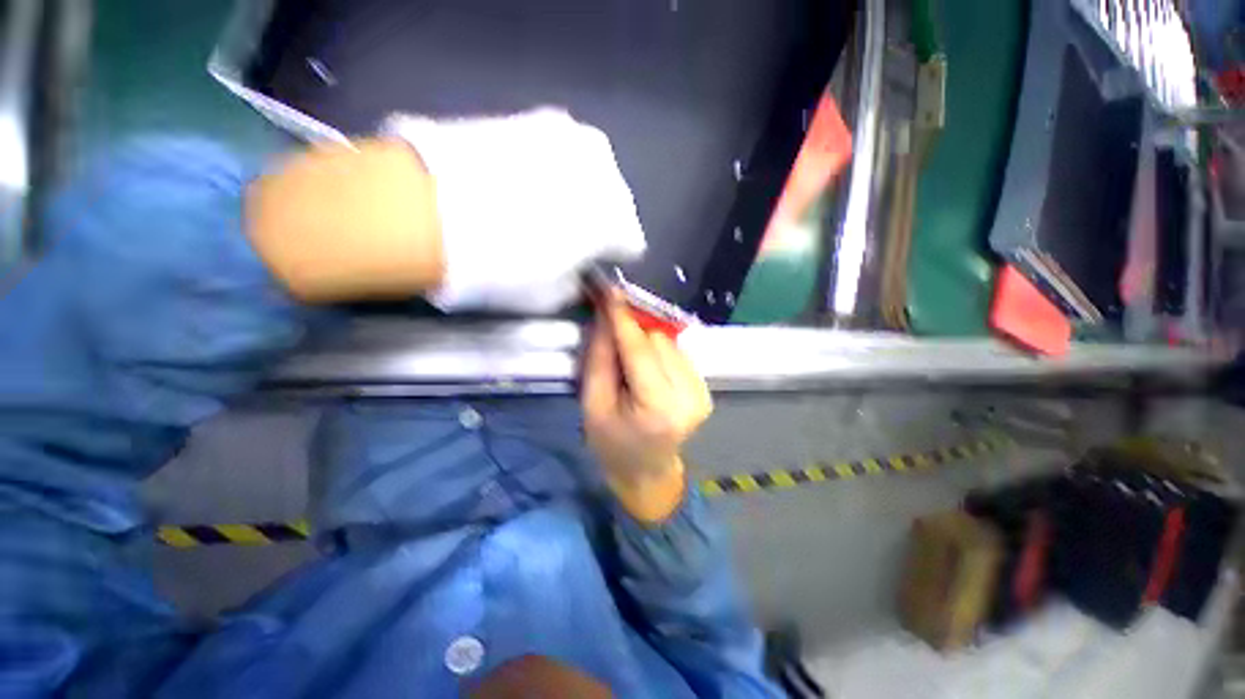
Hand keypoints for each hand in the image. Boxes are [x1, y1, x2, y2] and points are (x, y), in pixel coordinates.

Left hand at [387, 108, 646, 312]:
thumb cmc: (501, 265)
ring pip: (591, 174)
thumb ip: (576, 286)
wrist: (427, 209)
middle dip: (599, 222)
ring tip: (542, 207)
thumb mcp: (549, 297)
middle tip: (567, 237)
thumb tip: (578, 275)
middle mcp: (606, 173)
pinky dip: (551, 169)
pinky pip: (560, 151)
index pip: (632, 243)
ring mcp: (571, 138)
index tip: (591, 264)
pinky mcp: (536, 117)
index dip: (612, 257)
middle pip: (617, 204)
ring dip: (577, 191)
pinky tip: (523, 182)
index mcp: (617, 220)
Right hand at [582, 294, 712, 521]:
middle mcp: (688, 396)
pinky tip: (646, 367)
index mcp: (658, 408)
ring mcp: (701, 391)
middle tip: (610, 333)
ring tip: (628, 360)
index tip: (608, 290)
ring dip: (645, 341)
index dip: (623, 318)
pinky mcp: (704, 388)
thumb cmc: (612, 444)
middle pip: (657, 340)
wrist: (647, 472)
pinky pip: (677, 352)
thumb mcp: (593, 406)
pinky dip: (658, 351)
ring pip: (669, 342)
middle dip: (632, 331)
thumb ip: (600, 359)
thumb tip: (606, 316)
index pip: (640, 350)